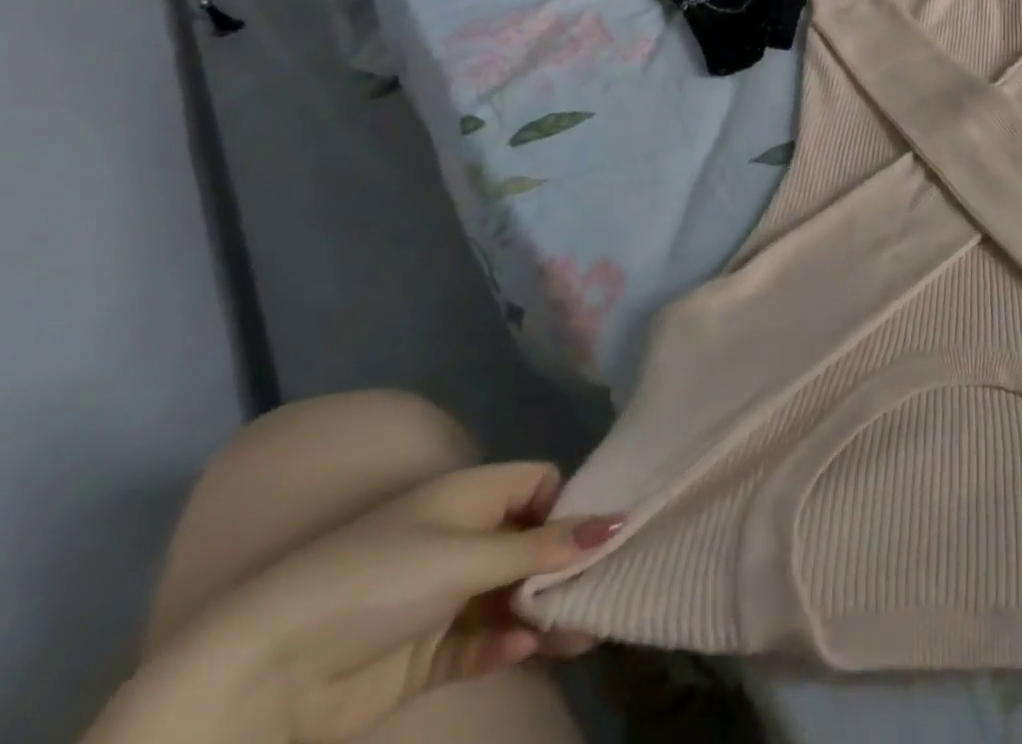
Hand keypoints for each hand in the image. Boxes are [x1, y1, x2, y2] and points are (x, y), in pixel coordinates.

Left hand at [199, 463, 622, 742]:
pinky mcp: (426, 654)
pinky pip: (481, 642)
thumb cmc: (380, 580)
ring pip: (514, 598)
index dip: (569, 504)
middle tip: (606, 591)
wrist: (265, 676)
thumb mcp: (469, 554)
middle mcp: (463, 539)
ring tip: (584, 634)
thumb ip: (544, 544)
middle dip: (566, 568)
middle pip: (533, 544)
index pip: (539, 484)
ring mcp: (444, 598)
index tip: (596, 535)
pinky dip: (505, 644)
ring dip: (546, 613)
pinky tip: (524, 649)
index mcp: (472, 497)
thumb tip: (617, 522)